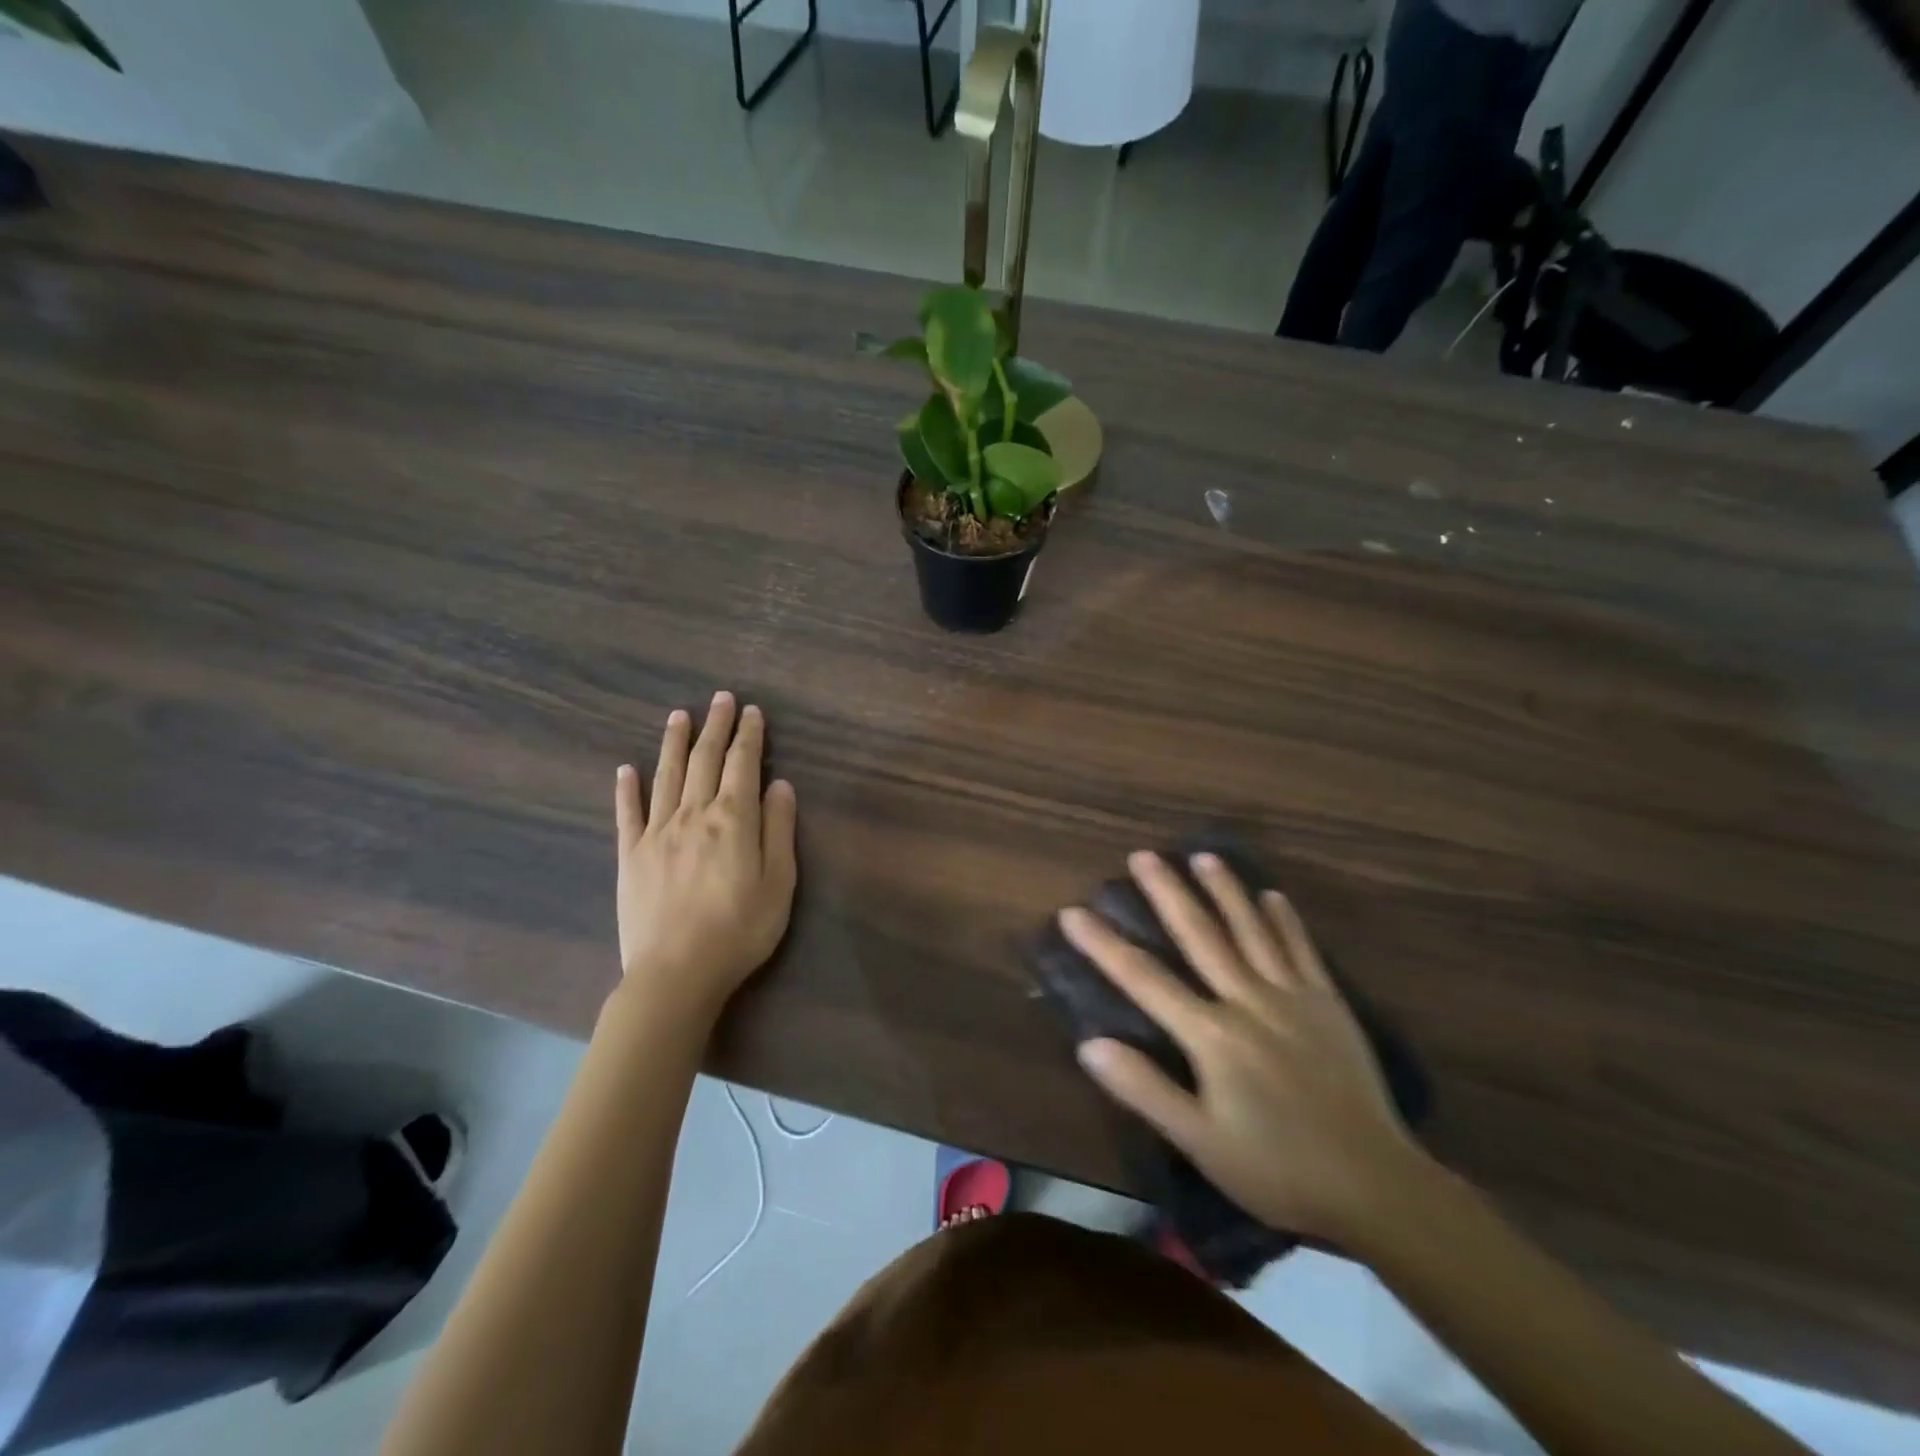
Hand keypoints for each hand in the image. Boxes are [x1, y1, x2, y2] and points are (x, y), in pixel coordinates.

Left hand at [612, 692, 797, 1026]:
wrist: (676, 972)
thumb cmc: (740, 930)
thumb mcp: (779, 882)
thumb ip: (778, 829)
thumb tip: (780, 784)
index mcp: (733, 819)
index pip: (743, 764)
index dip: (749, 736)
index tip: (752, 711)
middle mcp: (693, 814)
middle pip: (704, 760)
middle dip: (715, 726)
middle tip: (720, 698)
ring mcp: (656, 833)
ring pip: (666, 776)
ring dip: (674, 743)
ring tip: (679, 715)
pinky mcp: (630, 856)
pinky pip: (627, 813)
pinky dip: (627, 788)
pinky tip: (626, 769)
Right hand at [1062, 851, 1428, 1245]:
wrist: (1376, 1186)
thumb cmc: (1277, 1169)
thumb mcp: (1200, 1142)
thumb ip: (1144, 1090)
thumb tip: (1089, 1045)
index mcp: (1212, 1035)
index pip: (1146, 980)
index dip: (1105, 945)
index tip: (1074, 913)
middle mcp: (1248, 1001)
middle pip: (1201, 936)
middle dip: (1168, 893)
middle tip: (1144, 855)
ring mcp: (1292, 997)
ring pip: (1252, 931)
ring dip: (1226, 890)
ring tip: (1203, 855)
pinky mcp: (1329, 1005)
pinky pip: (1302, 951)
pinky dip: (1285, 921)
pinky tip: (1272, 896)